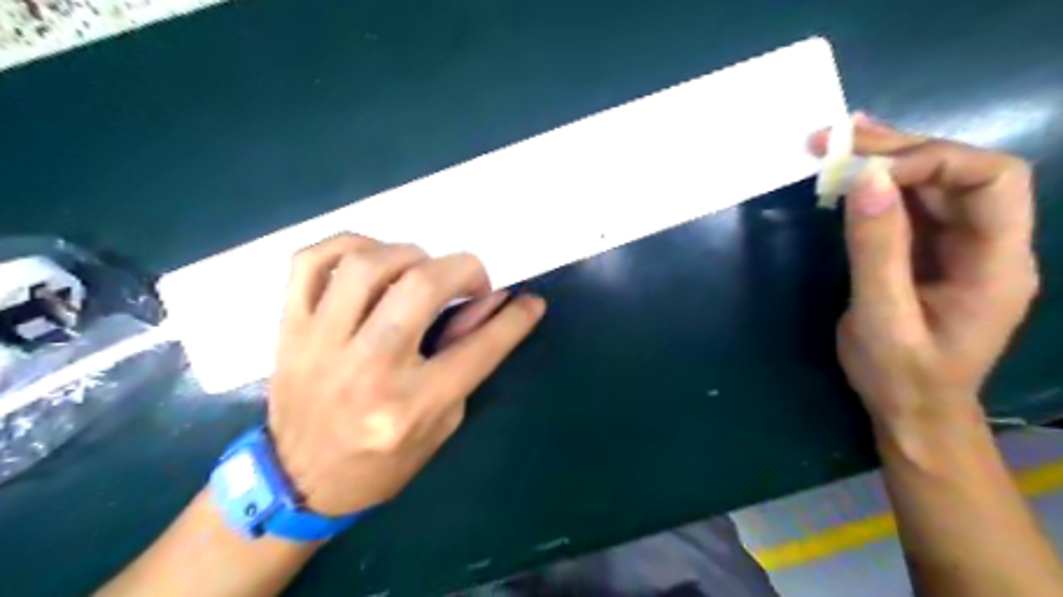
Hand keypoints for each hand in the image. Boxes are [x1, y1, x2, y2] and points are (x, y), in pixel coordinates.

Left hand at [265, 235, 548, 513]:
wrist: (298, 482)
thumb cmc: (381, 462)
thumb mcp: (441, 423)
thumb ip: (465, 359)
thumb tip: (491, 304)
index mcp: (411, 405)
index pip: (479, 348)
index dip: (515, 319)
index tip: (530, 302)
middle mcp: (368, 368)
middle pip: (422, 286)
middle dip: (465, 270)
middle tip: (472, 282)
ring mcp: (321, 343)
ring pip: (369, 264)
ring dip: (411, 255)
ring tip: (422, 271)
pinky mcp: (290, 328)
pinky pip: (311, 262)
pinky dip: (349, 245)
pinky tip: (373, 259)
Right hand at [812, 114, 1034, 428]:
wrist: (911, 410)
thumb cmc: (901, 375)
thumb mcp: (882, 318)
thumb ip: (876, 250)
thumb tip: (864, 180)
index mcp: (997, 262)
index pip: (991, 180)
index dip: (931, 162)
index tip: (864, 172)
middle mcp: (987, 244)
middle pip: (959, 173)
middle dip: (899, 150)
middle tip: (837, 138)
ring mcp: (957, 246)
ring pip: (931, 185)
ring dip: (885, 160)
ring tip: (836, 142)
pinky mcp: (926, 252)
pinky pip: (908, 207)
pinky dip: (877, 186)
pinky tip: (849, 171)